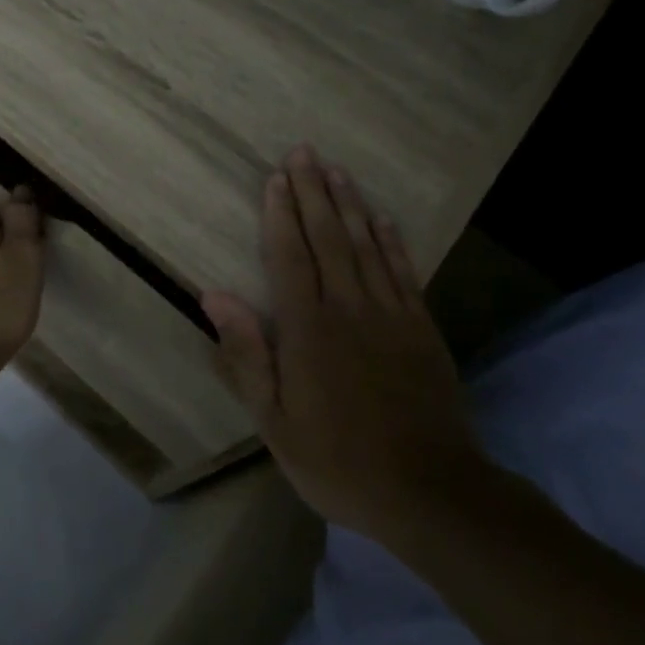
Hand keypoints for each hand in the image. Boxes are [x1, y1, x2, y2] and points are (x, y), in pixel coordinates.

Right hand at [200, 144, 486, 545]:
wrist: (431, 492)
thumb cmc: (338, 460)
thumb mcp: (274, 421)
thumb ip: (246, 355)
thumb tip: (213, 297)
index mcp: (308, 329)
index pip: (290, 256)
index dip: (280, 214)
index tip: (275, 177)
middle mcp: (349, 309)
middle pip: (329, 238)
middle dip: (313, 192)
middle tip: (304, 152)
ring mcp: (392, 315)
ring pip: (367, 245)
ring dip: (350, 204)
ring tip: (337, 170)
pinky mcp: (422, 329)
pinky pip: (403, 272)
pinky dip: (392, 240)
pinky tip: (382, 218)